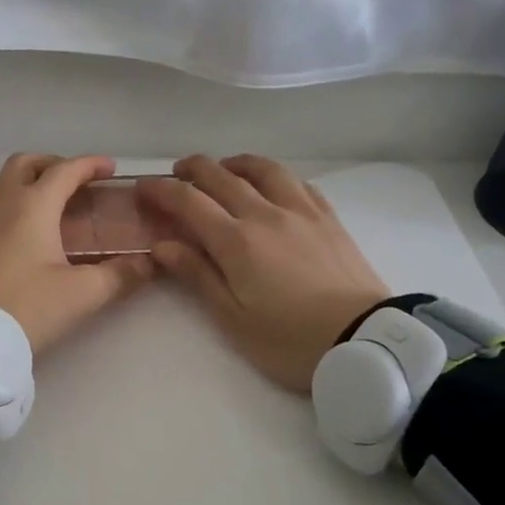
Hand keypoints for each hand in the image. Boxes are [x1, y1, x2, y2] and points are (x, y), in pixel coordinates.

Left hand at [0, 154, 155, 355]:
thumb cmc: (29, 307)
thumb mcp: (83, 293)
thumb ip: (120, 275)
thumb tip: (150, 264)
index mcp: (33, 205)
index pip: (65, 171)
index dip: (90, 165)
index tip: (111, 169)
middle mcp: (4, 203)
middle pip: (25, 164)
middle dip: (54, 165)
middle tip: (76, 182)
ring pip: (1, 180)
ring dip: (25, 178)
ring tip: (47, 198)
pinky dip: (9, 198)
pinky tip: (23, 225)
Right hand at [140, 154, 389, 391]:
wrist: (362, 340)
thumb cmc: (288, 340)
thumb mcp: (233, 318)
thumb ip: (197, 275)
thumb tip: (161, 244)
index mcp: (236, 241)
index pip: (189, 201)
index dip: (161, 190)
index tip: (142, 188)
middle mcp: (266, 214)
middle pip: (222, 176)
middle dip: (192, 170)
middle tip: (175, 175)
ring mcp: (302, 211)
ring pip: (263, 169)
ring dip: (235, 163)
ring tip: (223, 170)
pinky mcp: (329, 218)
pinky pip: (298, 182)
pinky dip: (274, 176)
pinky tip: (271, 185)